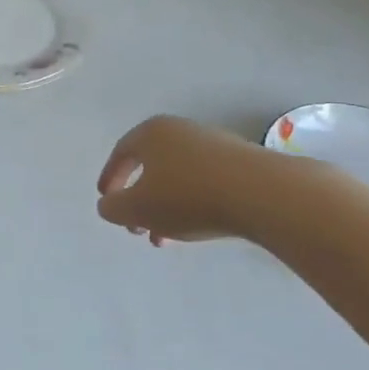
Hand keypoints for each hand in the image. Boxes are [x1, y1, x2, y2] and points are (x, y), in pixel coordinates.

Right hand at [96, 115, 286, 246]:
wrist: (262, 193)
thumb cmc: (188, 196)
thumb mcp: (138, 208)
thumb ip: (114, 207)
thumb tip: (107, 204)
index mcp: (150, 133)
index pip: (121, 153)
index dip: (110, 178)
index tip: (105, 200)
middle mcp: (179, 130)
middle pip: (150, 166)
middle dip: (139, 200)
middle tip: (136, 228)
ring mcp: (211, 143)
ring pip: (177, 177)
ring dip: (164, 207)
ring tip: (165, 239)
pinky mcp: (239, 161)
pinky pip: (203, 181)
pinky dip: (191, 202)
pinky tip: (196, 226)